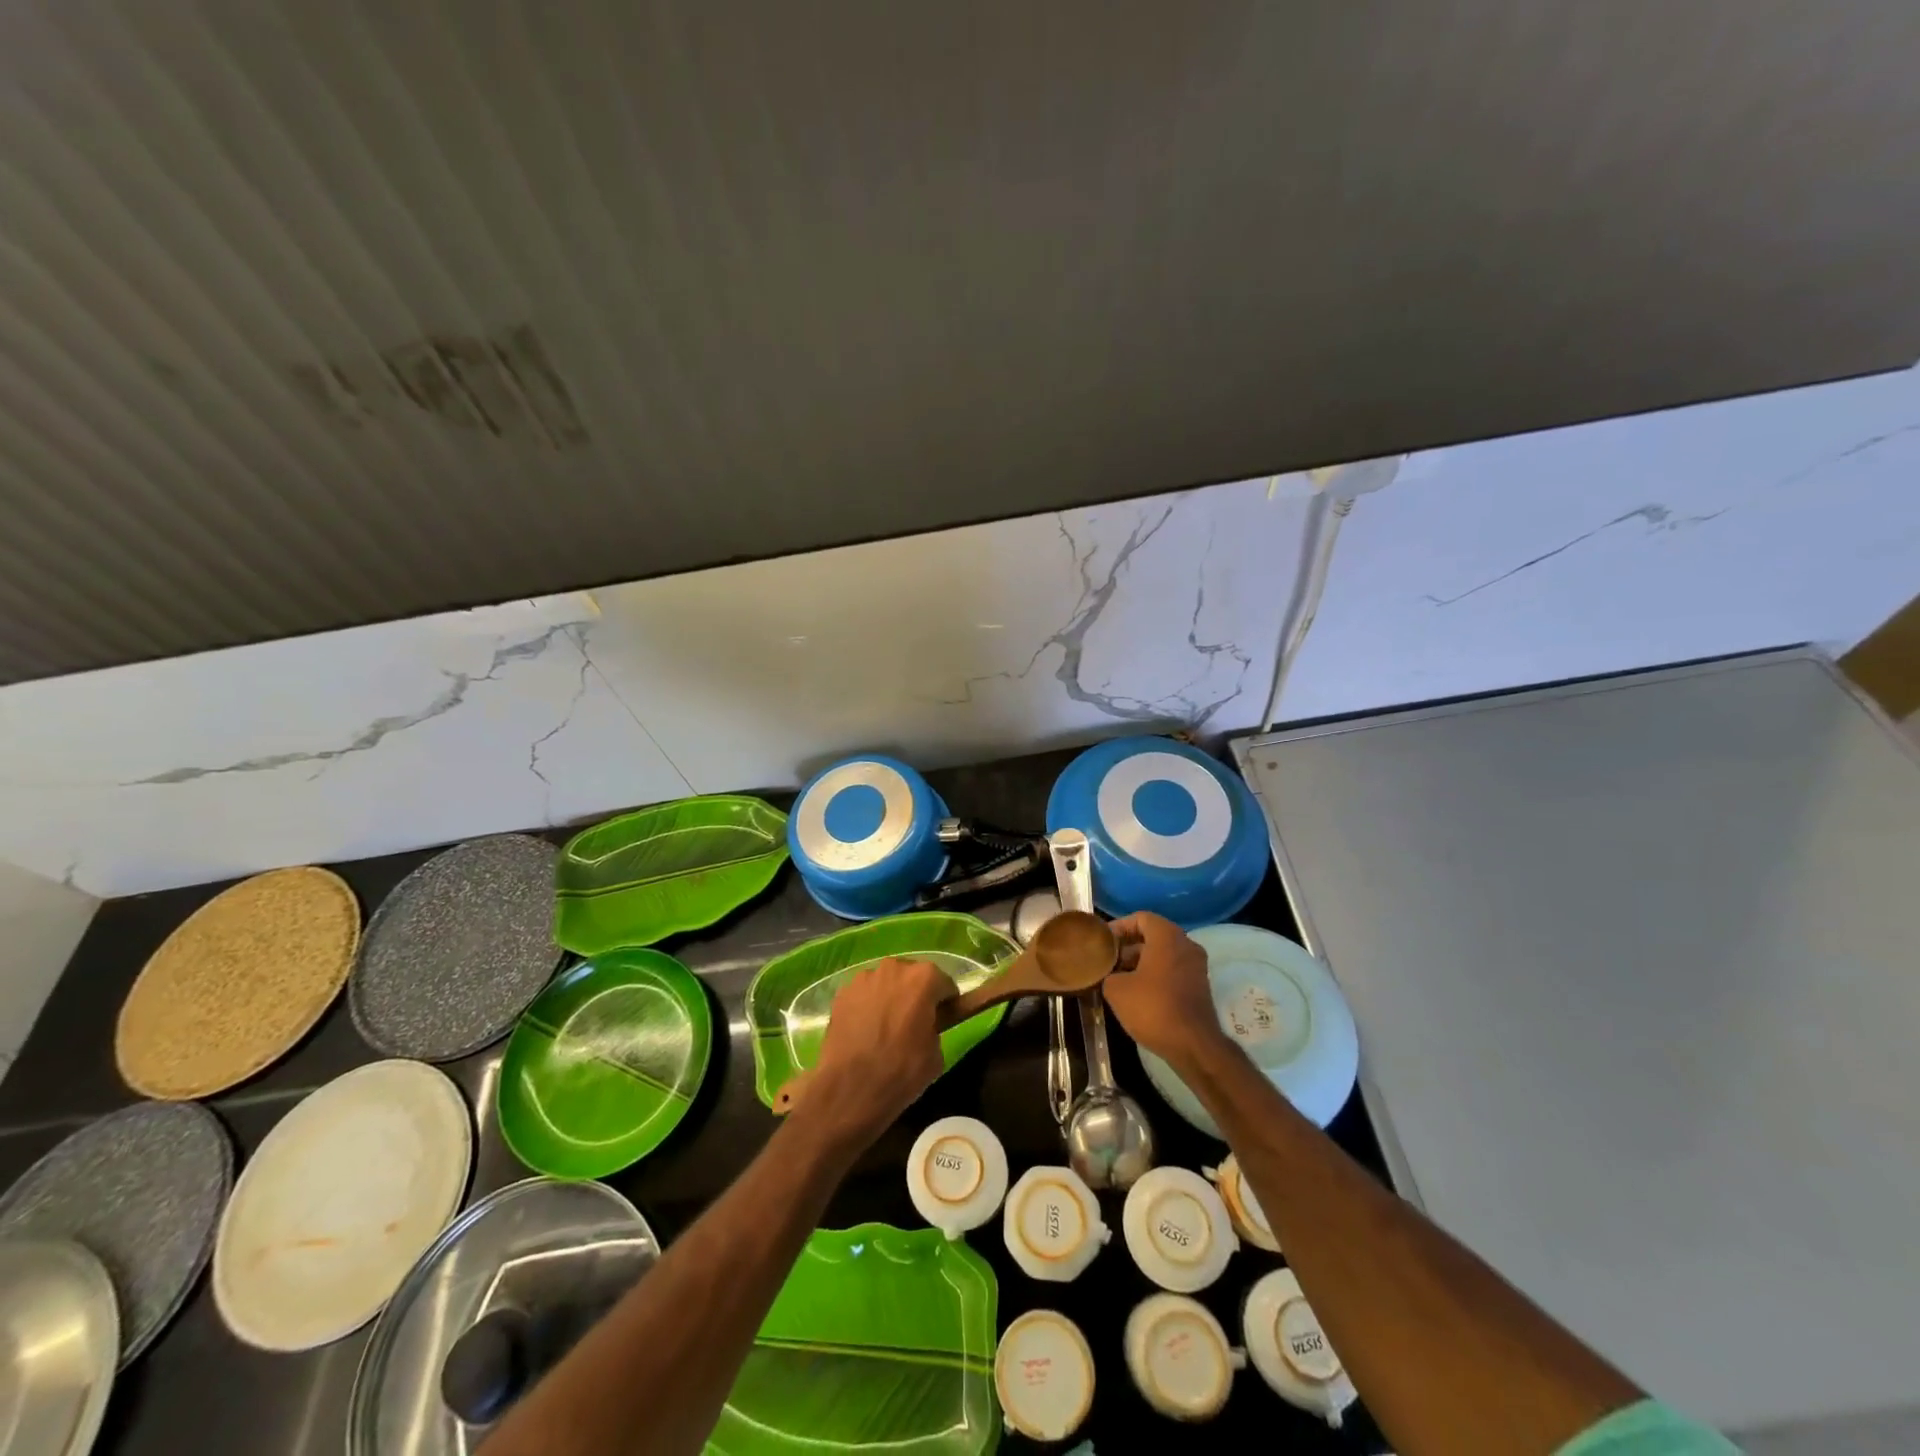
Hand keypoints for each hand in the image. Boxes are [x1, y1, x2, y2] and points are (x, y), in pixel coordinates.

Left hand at [804, 957, 950, 1144]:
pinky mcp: (842, 992)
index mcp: (924, 978)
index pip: (944, 984)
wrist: (851, 1088)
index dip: (945, 1003)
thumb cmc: (902, 1071)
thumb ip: (935, 1027)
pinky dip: (867, 1006)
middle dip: (915, 995)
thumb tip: (926, 1025)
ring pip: (886, 983)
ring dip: (890, 997)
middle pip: (912, 977)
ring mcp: (864, 978)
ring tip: (885, 1028)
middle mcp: (894, 967)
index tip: (942, 1019)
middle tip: (913, 1023)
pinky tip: (864, 1031)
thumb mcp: (936, 1054)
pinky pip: (863, 995)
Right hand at [1104, 911, 1229, 1067]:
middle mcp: (1186, 945)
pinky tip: (1137, 994)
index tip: (1103, 942)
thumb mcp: (1116, 989)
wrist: (1193, 1046)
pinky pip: (1172, 970)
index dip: (1119, 927)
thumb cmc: (1153, 1007)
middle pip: (1153, 936)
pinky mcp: (1199, 986)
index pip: (1141, 918)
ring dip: (1140, 962)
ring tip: (1117, 979)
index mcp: (1168, 936)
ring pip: (1163, 954)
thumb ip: (1108, 973)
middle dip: (1128, 946)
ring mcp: (1196, 966)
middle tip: (1108, 961)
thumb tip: (1110, 974)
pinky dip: (1154, 975)